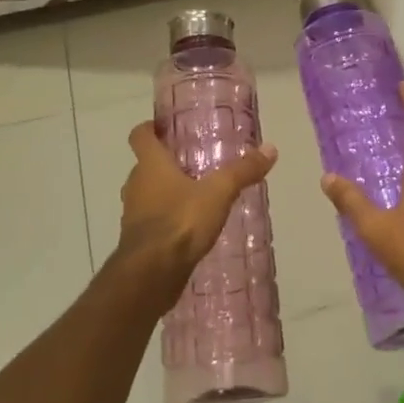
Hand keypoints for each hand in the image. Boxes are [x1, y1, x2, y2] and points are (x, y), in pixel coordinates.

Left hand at [116, 120, 277, 292]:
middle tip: (193, 162)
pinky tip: (189, 228)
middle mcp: (135, 185)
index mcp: (150, 165)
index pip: (139, 135)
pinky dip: (166, 220)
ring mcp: (133, 215)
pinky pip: (151, 222)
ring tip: (195, 195)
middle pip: (145, 166)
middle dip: (165, 163)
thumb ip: (242, 171)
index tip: (165, 127)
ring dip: (165, 193)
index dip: (149, 128)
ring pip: (147, 195)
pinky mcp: (137, 242)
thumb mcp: (219, 193)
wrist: (151, 275)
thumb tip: (271, 148)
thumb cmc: (180, 222)